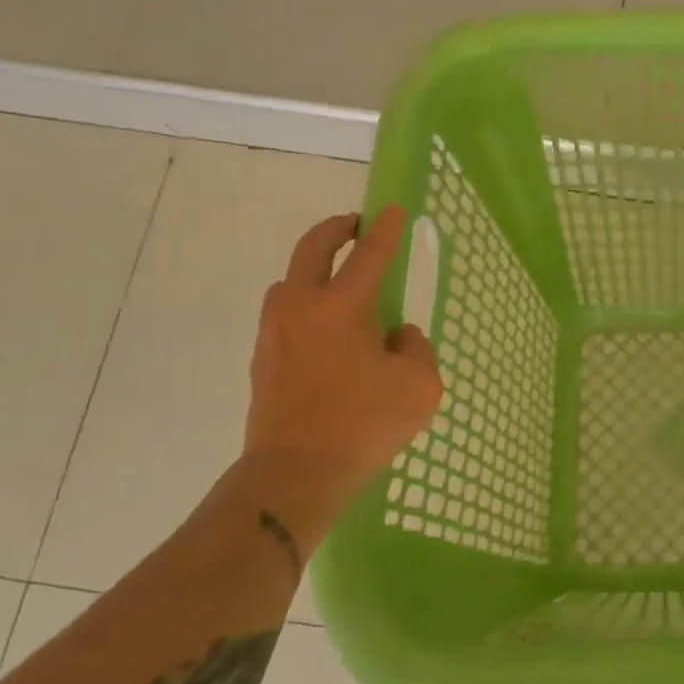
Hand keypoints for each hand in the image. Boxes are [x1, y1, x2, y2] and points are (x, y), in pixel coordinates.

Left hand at [241, 206, 442, 529]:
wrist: (293, 474)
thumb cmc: (363, 424)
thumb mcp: (419, 386)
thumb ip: (415, 349)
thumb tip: (395, 336)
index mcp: (342, 305)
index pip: (369, 253)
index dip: (386, 229)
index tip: (393, 210)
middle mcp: (302, 306)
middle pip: (314, 248)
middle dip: (337, 229)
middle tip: (356, 226)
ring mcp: (275, 330)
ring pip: (292, 279)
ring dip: (316, 268)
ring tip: (341, 283)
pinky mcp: (263, 357)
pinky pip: (286, 313)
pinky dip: (306, 304)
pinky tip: (326, 331)